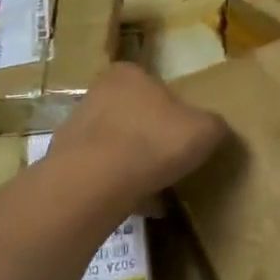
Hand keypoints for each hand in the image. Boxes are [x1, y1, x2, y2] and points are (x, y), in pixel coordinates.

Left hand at [47, 63, 226, 203]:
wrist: (94, 183)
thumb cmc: (153, 142)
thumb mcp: (205, 130)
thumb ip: (214, 125)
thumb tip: (214, 130)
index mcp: (128, 74)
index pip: (155, 86)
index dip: (174, 111)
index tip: (184, 136)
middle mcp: (97, 93)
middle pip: (134, 115)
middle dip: (151, 138)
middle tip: (172, 162)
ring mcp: (76, 128)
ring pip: (116, 145)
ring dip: (134, 165)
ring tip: (156, 190)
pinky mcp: (65, 163)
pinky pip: (101, 174)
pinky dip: (118, 187)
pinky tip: (136, 205)